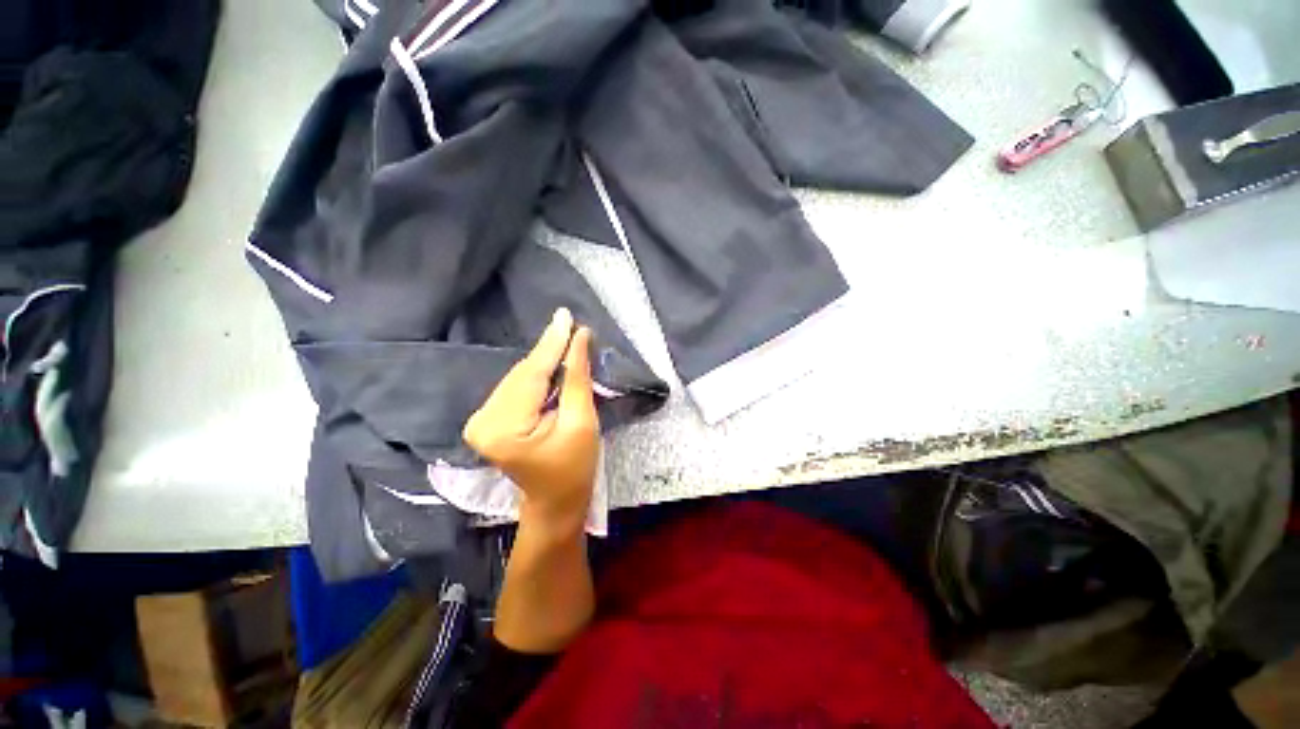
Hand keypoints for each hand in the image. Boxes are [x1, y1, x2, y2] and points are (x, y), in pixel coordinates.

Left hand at [463, 308, 599, 533]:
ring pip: (519, 377)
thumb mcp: (582, 423)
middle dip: (549, 350)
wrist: (555, 502)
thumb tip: (579, 338)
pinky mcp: (488, 420)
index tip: (566, 316)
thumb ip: (577, 379)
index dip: (552, 344)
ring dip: (544, 360)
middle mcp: (482, 421)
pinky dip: (536, 373)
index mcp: (503, 428)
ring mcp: (480, 420)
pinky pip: (516, 386)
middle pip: (522, 373)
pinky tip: (552, 361)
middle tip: (570, 324)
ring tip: (565, 338)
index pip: (531, 375)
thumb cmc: (574, 469)